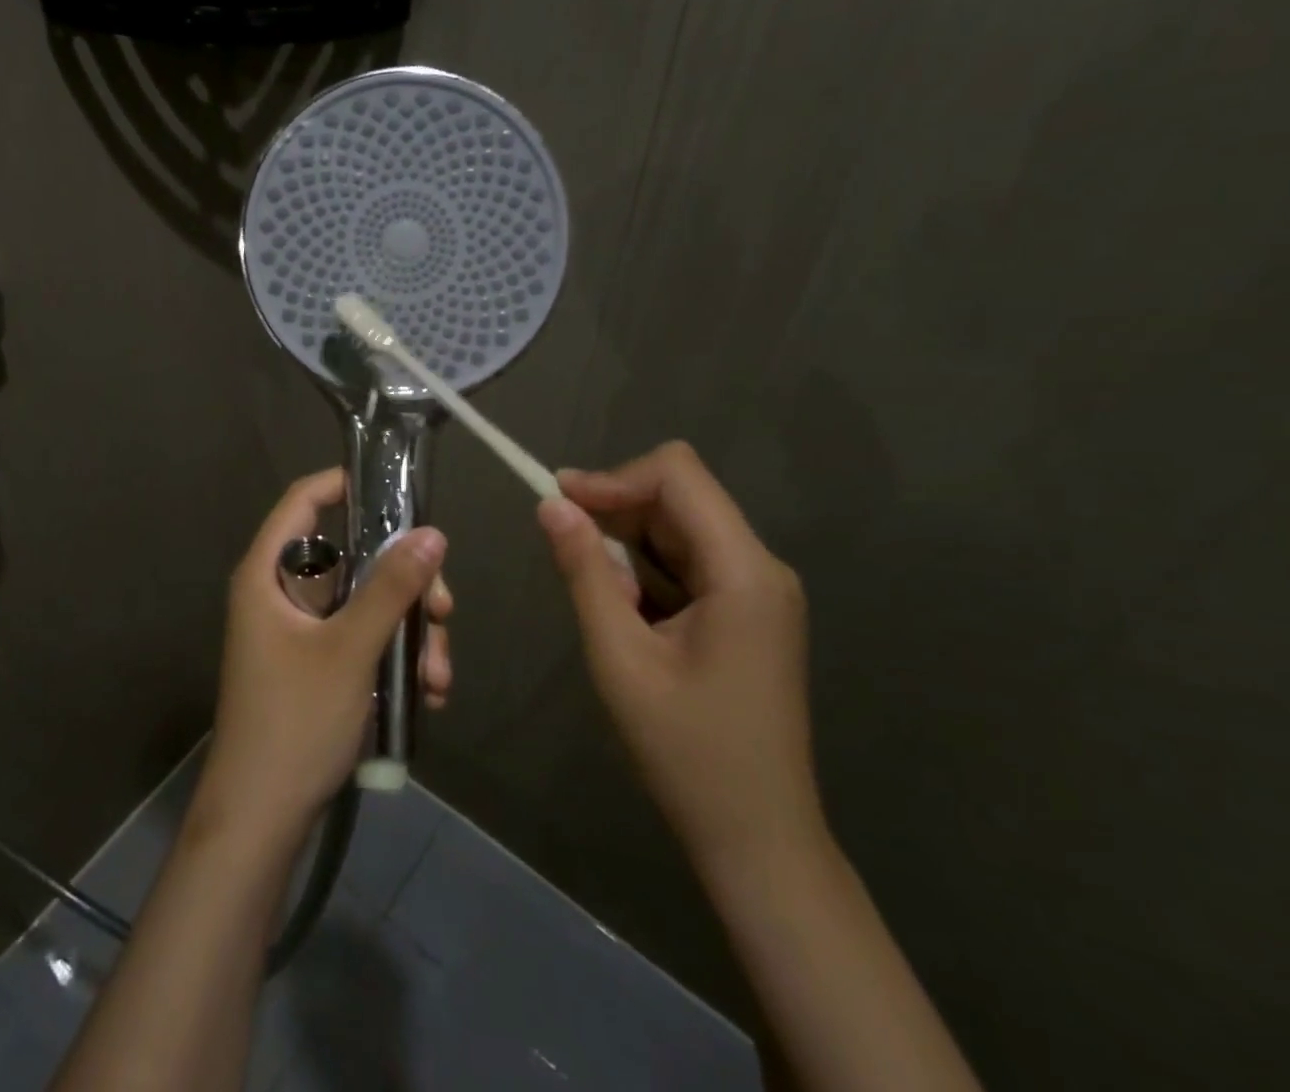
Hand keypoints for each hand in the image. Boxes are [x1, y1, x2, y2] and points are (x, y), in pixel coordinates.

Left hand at [200, 468, 448, 838]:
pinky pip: (363, 640)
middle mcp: (281, 594)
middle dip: (405, 583)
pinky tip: (428, 693)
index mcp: (268, 573)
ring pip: (366, 604)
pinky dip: (395, 657)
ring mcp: (300, 633)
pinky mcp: (316, 667)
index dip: (344, 483)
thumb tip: (433, 534)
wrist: (261, 820)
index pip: (303, 501)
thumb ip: (391, 588)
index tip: (397, 490)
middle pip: (351, 558)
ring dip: (409, 631)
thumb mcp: (350, 649)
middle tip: (445, 610)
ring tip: (439, 675)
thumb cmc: (295, 721)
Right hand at [537, 442, 821, 881]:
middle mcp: (760, 567)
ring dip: (628, 546)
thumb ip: (584, 572)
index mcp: (743, 571)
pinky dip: (647, 572)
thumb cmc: (686, 751)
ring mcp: (758, 590)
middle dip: (616, 512)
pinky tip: (629, 615)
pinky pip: (688, 562)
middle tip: (566, 552)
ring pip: (679, 527)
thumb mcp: (619, 657)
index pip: (677, 474)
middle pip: (678, 497)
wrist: (757, 839)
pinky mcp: (748, 611)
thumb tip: (552, 504)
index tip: (560, 503)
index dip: (614, 477)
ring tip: (604, 600)